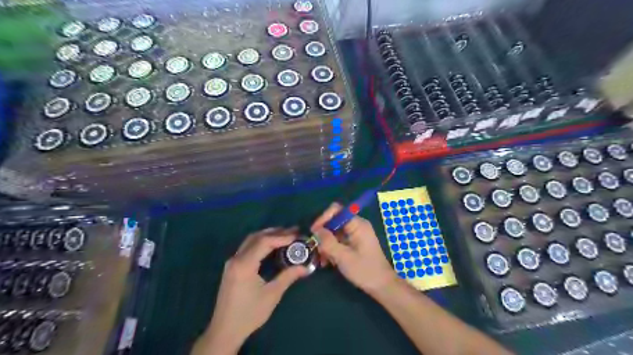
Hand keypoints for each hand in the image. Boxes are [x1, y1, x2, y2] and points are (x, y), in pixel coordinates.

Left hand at [196, 229, 308, 352]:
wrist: (225, 331)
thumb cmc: (249, 314)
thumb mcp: (272, 295)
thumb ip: (288, 277)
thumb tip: (305, 267)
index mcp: (244, 264)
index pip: (264, 242)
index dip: (282, 237)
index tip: (297, 236)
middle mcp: (236, 258)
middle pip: (256, 237)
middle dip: (275, 232)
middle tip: (293, 231)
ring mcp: (232, 262)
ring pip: (250, 241)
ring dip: (267, 236)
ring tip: (285, 236)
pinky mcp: (232, 267)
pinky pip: (247, 247)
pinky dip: (260, 243)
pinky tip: (271, 246)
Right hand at [311, 204, 393, 294]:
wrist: (382, 286)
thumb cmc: (365, 270)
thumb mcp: (343, 257)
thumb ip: (328, 242)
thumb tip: (316, 231)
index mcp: (357, 224)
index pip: (336, 210)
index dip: (323, 218)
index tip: (314, 232)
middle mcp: (356, 226)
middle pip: (334, 222)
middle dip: (323, 234)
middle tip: (316, 249)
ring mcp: (355, 235)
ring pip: (334, 232)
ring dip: (326, 244)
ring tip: (322, 259)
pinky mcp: (354, 243)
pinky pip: (339, 241)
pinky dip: (331, 249)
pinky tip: (327, 262)